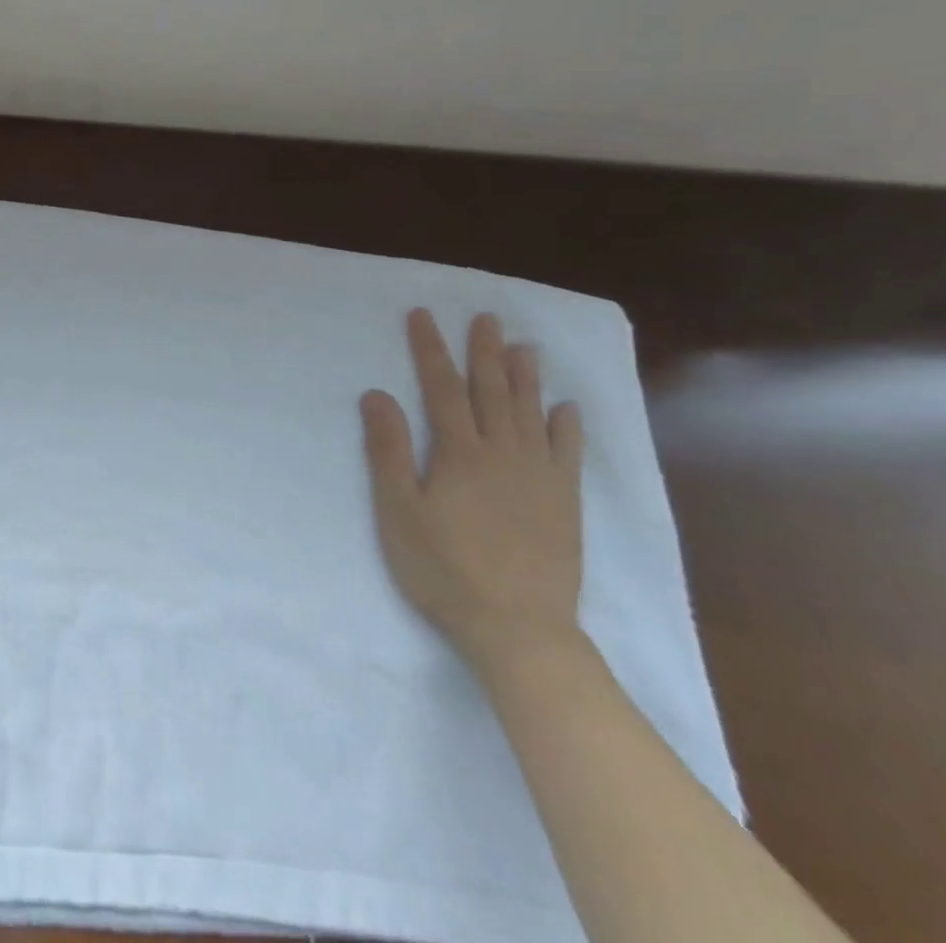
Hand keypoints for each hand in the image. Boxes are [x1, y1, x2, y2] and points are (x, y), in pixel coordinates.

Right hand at [360, 309, 584, 671]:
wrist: (518, 629)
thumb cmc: (443, 569)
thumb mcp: (398, 510)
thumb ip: (388, 450)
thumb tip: (377, 393)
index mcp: (460, 453)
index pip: (442, 388)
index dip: (431, 350)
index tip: (422, 316)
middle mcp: (503, 454)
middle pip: (492, 392)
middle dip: (484, 352)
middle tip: (486, 317)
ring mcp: (540, 478)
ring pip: (531, 414)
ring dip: (526, 377)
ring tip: (524, 346)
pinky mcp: (564, 504)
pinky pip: (569, 454)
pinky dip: (568, 427)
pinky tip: (566, 408)